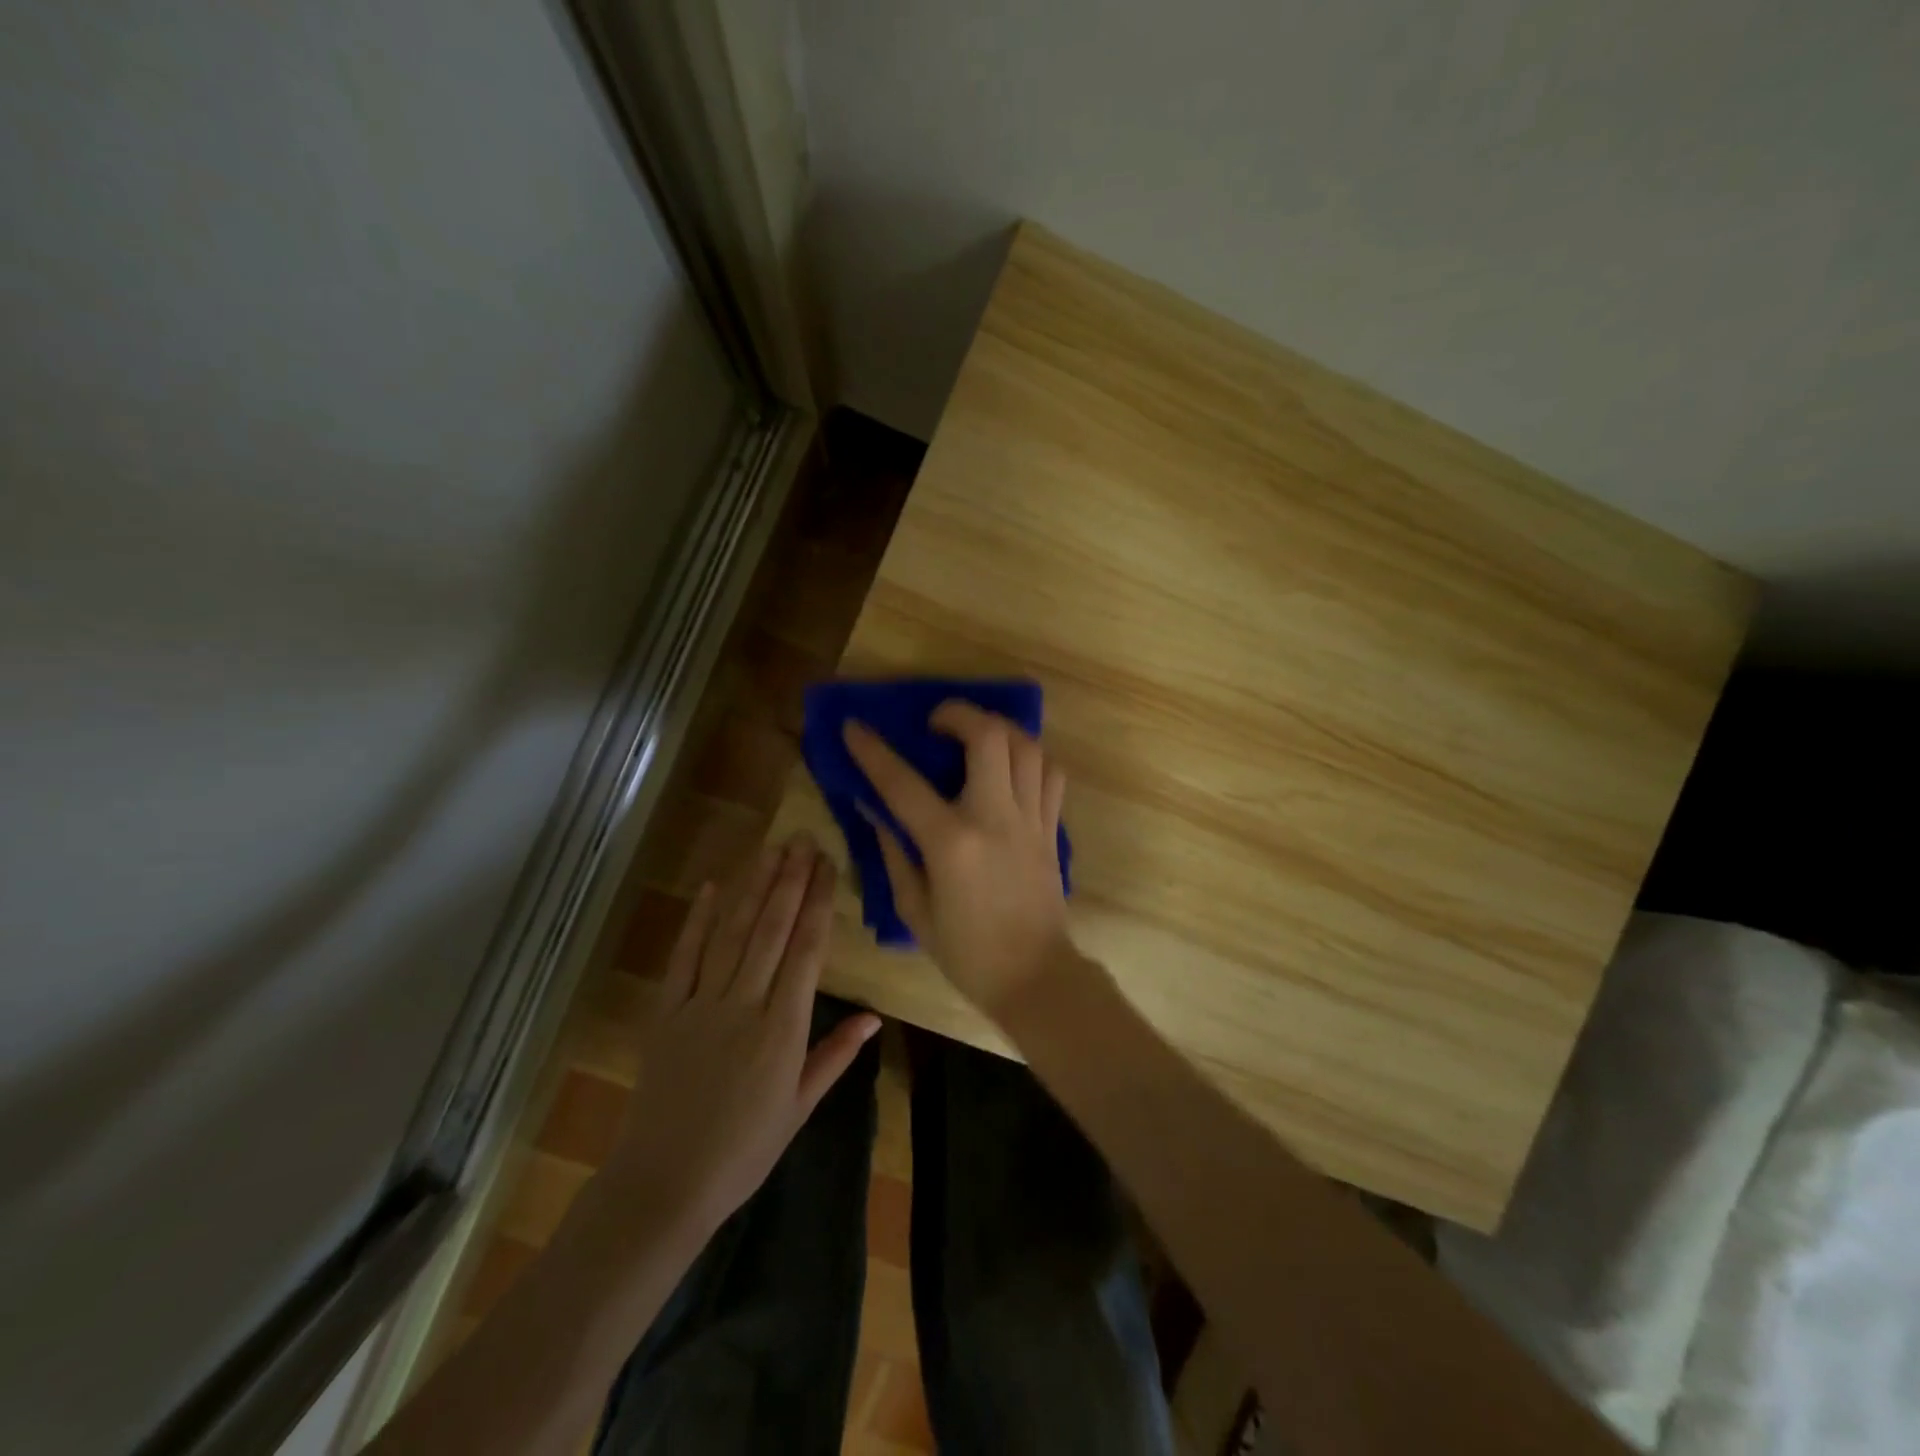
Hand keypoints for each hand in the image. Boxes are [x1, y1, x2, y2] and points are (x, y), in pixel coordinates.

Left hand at [599, 834, 879, 1238]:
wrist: (664, 1183)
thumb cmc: (744, 1150)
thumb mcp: (800, 1107)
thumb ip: (835, 1055)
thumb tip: (873, 1016)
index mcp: (783, 1029)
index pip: (806, 951)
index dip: (818, 903)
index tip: (828, 867)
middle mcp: (744, 1004)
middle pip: (771, 930)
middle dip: (790, 881)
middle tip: (803, 840)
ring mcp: (701, 1005)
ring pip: (732, 934)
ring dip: (753, 888)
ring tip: (771, 851)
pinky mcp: (667, 1012)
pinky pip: (684, 958)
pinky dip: (698, 920)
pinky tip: (712, 887)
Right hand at [843, 702, 1072, 1020]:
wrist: (1035, 977)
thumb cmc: (967, 953)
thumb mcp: (914, 909)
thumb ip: (893, 852)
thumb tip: (874, 808)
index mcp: (951, 843)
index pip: (903, 783)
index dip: (872, 751)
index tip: (853, 726)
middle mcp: (995, 818)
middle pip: (988, 736)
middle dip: (958, 713)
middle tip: (936, 722)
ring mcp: (1030, 819)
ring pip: (1026, 744)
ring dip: (997, 728)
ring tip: (975, 736)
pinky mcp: (1052, 827)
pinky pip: (1050, 773)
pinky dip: (1030, 756)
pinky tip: (1010, 765)